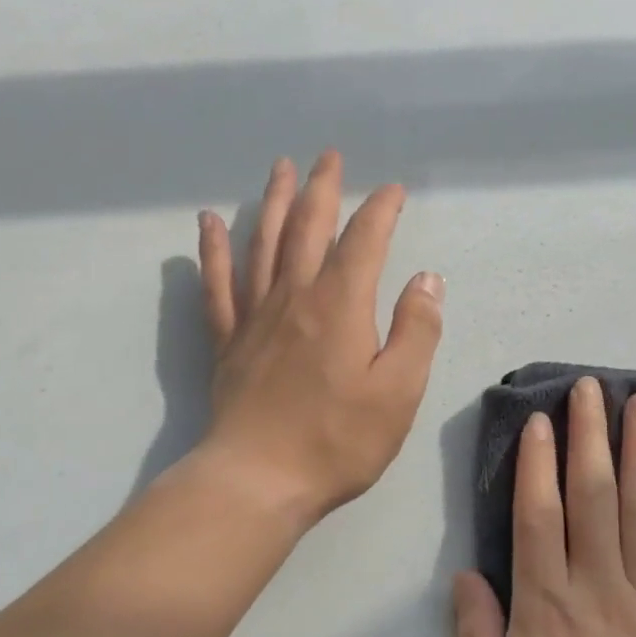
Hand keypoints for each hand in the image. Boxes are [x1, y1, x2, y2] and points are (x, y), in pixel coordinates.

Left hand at [196, 151, 444, 526]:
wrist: (258, 480)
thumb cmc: (337, 440)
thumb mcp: (398, 391)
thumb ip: (416, 330)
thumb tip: (427, 278)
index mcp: (340, 304)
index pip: (364, 240)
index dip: (380, 210)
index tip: (393, 191)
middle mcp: (295, 295)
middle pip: (308, 226)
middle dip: (322, 188)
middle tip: (328, 156)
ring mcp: (255, 316)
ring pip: (263, 242)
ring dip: (273, 202)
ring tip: (280, 169)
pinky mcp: (228, 340)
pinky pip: (218, 283)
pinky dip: (212, 249)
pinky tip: (208, 222)